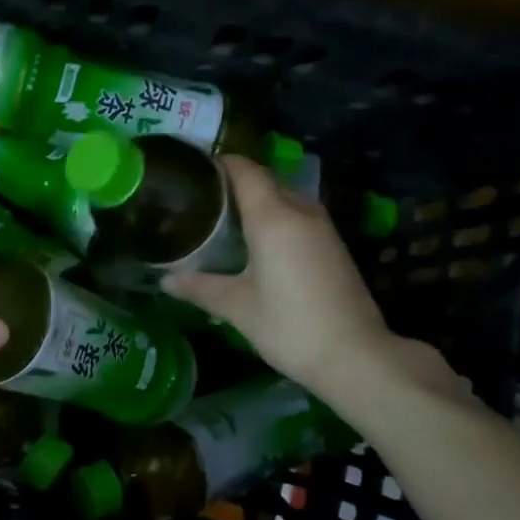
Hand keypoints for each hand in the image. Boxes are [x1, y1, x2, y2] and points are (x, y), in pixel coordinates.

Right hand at [165, 157, 460, 411]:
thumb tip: (165, 280)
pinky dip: (274, 216)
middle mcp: (300, 211)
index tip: (193, 170)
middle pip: (265, 180)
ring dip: (257, 199)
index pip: (245, 170)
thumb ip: (199, 287)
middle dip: (235, 181)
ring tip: (223, 216)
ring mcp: (322, 227)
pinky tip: (256, 240)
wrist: (355, 356)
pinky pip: (297, 214)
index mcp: (273, 217)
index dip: (219, 163)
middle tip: (201, 197)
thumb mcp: (236, 307)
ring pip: (284, 196)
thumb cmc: (288, 325)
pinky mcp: (333, 245)